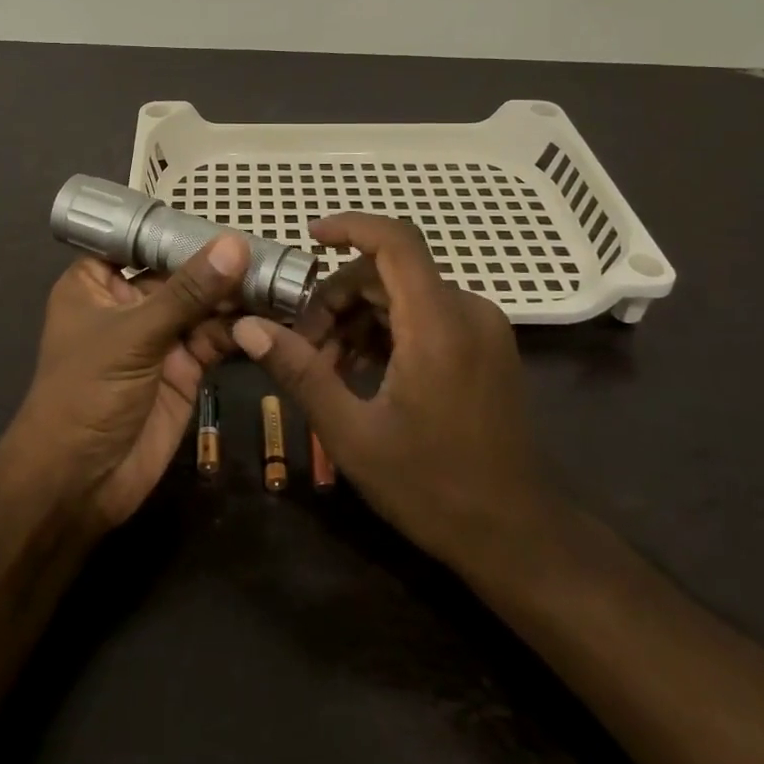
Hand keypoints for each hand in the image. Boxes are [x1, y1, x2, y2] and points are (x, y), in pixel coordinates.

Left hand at [2, 234, 246, 530]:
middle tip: (268, 246)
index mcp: (96, 283)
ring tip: (279, 276)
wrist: (79, 484)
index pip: (139, 241)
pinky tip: (273, 313)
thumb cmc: (86, 393)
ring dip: (236, 294)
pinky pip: (216, 338)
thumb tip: (235, 244)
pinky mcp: (184, 369)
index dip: (178, 229)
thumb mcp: (134, 334)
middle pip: (179, 272)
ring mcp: (158, 337)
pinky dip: (241, 328)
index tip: (225, 213)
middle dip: (219, 262)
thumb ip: (188, 292)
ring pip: (202, 305)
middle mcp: (129, 304)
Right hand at [232, 214, 559, 572]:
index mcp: (439, 325)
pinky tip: (361, 371)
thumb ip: (300, 371)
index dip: (350, 227)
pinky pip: (426, 314)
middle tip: (303, 345)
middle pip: (390, 271)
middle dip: (338, 296)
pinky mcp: (485, 345)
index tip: (308, 238)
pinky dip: (387, 329)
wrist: (515, 536)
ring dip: (359, 316)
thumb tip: (248, 327)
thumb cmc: (431, 487)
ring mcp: (482, 328)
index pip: (395, 240)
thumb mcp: (352, 433)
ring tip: (328, 367)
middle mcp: (468, 311)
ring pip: (405, 293)